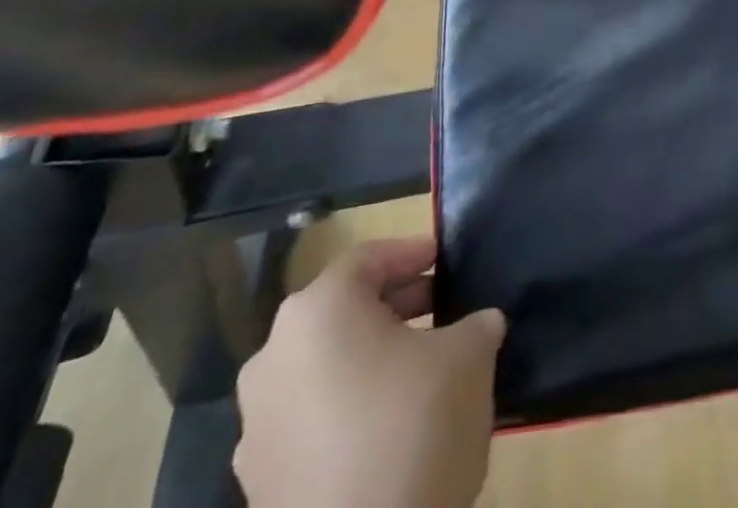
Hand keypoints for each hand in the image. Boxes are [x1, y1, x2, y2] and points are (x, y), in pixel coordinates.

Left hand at [234, 238, 506, 507]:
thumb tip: (480, 324)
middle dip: (394, 304)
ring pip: (323, 365)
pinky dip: (347, 407)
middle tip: (441, 307)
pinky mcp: (259, 484)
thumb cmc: (415, 428)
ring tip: (420, 367)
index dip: (412, 253)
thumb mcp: (469, 356)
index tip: (445, 258)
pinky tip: (389, 426)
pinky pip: (310, 419)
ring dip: (369, 357)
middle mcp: (273, 357)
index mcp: (318, 311)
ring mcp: (257, 425)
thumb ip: (476, 324)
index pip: (369, 259)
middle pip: (341, 310)